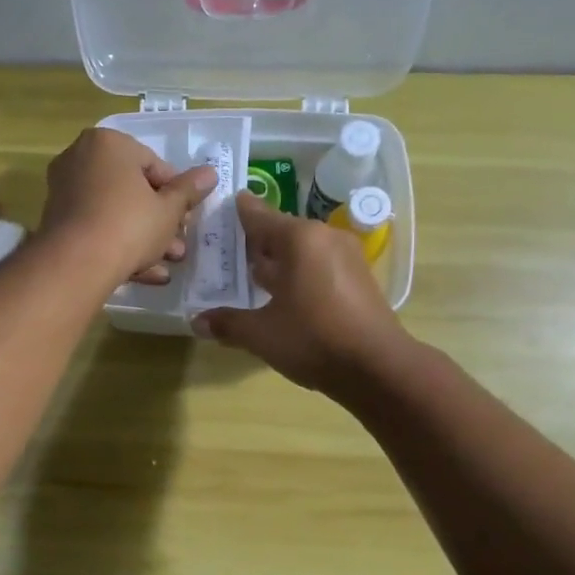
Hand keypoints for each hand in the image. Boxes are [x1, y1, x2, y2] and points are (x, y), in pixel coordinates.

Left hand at [39, 128, 218, 286]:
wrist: (76, 263)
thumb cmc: (129, 225)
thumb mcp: (169, 209)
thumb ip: (189, 190)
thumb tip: (210, 174)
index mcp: (109, 143)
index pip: (154, 165)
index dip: (176, 195)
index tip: (186, 219)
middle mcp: (81, 158)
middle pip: (132, 190)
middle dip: (159, 221)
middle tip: (178, 245)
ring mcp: (65, 190)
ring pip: (115, 212)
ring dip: (143, 238)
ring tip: (167, 265)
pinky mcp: (57, 221)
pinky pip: (96, 228)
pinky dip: (118, 245)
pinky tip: (143, 273)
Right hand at [192, 194, 409, 396]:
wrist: (378, 368)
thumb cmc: (313, 339)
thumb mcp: (261, 334)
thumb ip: (228, 323)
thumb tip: (197, 321)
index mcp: (299, 239)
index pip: (259, 215)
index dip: (237, 212)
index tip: (220, 206)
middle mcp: (324, 238)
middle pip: (281, 232)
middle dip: (255, 243)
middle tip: (226, 252)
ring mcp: (347, 257)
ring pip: (302, 250)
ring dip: (278, 262)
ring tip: (250, 277)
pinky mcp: (359, 279)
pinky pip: (320, 266)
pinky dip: (299, 274)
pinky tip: (283, 295)